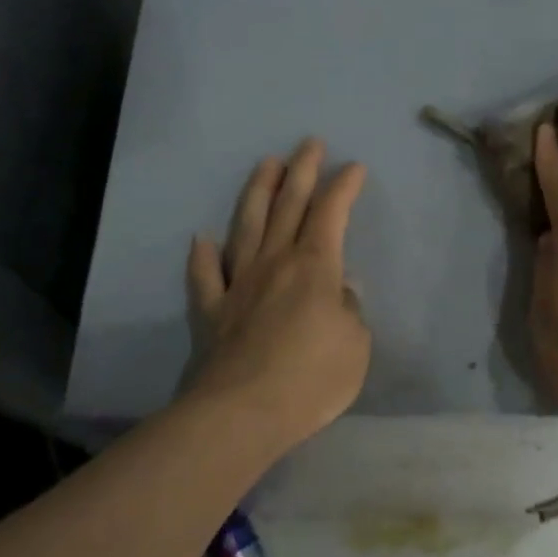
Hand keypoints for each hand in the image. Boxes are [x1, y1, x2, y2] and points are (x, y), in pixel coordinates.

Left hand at [187, 139, 370, 451]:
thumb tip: (339, 293)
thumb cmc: (311, 378)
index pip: (331, 213)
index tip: (353, 166)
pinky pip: (205, 276)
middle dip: (302, 171)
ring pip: (247, 226)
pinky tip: (202, 240)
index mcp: (314, 267)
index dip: (343, 186)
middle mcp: (274, 263)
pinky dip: (202, 256)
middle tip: (308, 143)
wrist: (242, 413)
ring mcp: (238, 284)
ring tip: (266, 164)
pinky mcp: (211, 311)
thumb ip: (350, 312)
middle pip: (289, 206)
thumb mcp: (355, 346)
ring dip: (258, 192)